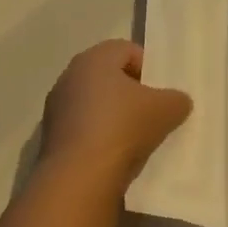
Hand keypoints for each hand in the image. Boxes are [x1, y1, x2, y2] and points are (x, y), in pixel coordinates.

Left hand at [39, 40, 191, 189]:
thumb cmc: (123, 128)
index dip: (148, 67)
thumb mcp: (166, 110)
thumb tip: (177, 101)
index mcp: (94, 59)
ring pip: (94, 104)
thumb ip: (177, 99)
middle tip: (152, 113)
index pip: (126, 50)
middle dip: (131, 92)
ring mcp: (56, 108)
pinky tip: (114, 155)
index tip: (161, 92)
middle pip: (108, 77)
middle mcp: (69, 76)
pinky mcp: (51, 136)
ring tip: (135, 138)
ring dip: (113, 116)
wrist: (80, 176)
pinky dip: (98, 136)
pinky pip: (82, 128)